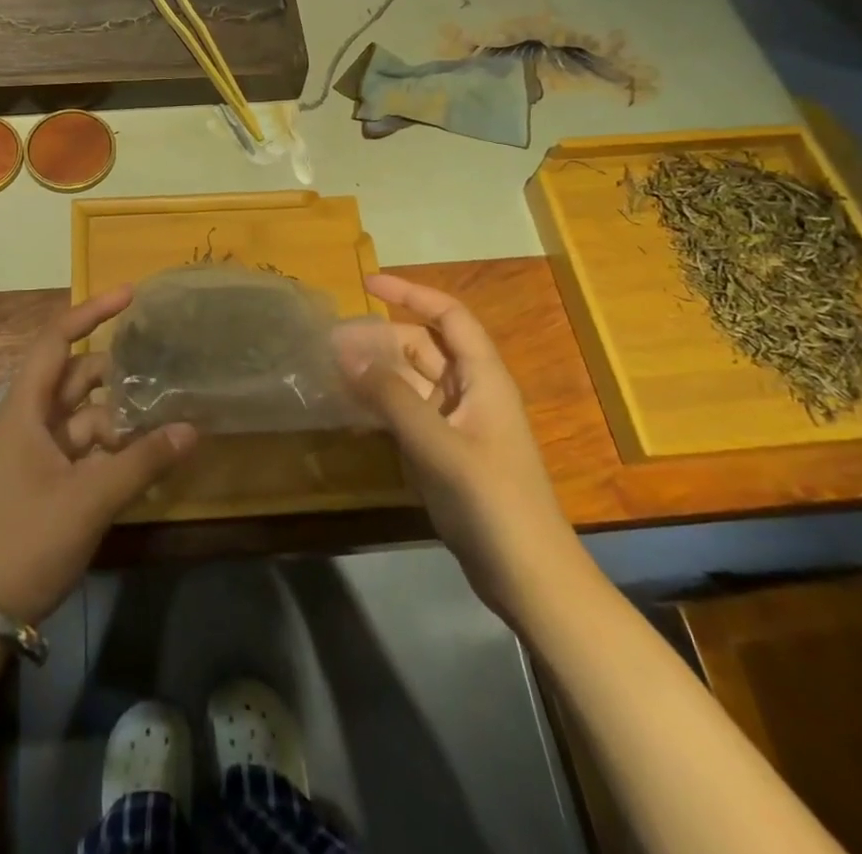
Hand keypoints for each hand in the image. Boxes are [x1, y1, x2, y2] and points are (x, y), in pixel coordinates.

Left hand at [0, 287, 196, 624]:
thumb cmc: (26, 539)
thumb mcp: (89, 499)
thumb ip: (142, 461)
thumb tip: (191, 429)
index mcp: (26, 409)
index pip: (56, 340)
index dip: (91, 312)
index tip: (130, 296)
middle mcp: (29, 421)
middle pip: (76, 377)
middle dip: (117, 372)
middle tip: (164, 367)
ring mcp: (36, 453)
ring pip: (85, 416)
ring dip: (120, 415)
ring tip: (165, 415)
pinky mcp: (46, 482)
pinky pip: (85, 450)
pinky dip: (113, 448)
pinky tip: (148, 457)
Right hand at [342, 273, 586, 620]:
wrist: (529, 578)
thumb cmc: (490, 501)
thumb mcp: (437, 445)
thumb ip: (391, 396)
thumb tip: (347, 352)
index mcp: (483, 377)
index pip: (448, 316)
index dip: (410, 293)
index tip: (366, 284)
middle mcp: (471, 391)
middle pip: (423, 346)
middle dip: (380, 337)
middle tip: (332, 341)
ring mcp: (458, 423)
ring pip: (412, 381)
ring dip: (377, 372)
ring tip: (332, 369)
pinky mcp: (446, 452)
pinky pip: (408, 413)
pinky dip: (381, 405)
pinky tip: (350, 410)